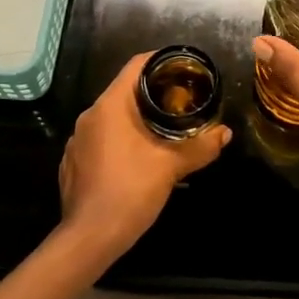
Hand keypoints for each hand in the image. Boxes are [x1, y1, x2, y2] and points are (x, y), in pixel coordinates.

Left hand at [58, 52, 230, 262]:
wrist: (89, 238)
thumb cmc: (130, 191)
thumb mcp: (171, 167)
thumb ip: (200, 147)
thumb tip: (225, 133)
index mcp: (110, 106)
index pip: (135, 66)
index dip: (160, 61)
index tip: (182, 68)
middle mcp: (89, 116)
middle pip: (124, 92)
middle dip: (153, 94)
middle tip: (181, 102)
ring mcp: (77, 140)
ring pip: (111, 118)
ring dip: (136, 120)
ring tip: (163, 132)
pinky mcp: (73, 163)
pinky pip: (100, 140)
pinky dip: (120, 141)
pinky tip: (136, 161)